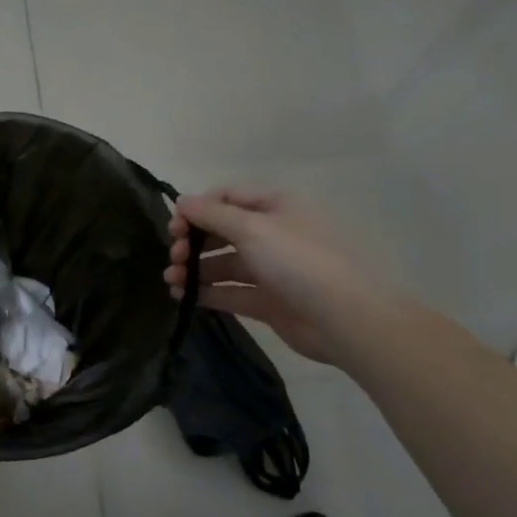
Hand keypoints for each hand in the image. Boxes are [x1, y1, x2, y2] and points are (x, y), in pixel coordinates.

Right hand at [164, 190, 388, 365]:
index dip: (197, 209)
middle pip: (222, 231)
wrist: (344, 318)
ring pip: (223, 264)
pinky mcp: (268, 301)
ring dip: (194, 269)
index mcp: (274, 207)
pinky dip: (207, 292)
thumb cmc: (297, 261)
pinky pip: (231, 292)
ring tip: (172, 281)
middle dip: (192, 241)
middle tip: (174, 257)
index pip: (226, 197)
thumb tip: (181, 201)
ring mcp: (271, 269)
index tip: (174, 228)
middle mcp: (272, 234)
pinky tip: (184, 297)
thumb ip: (211, 214)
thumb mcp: (252, 228)